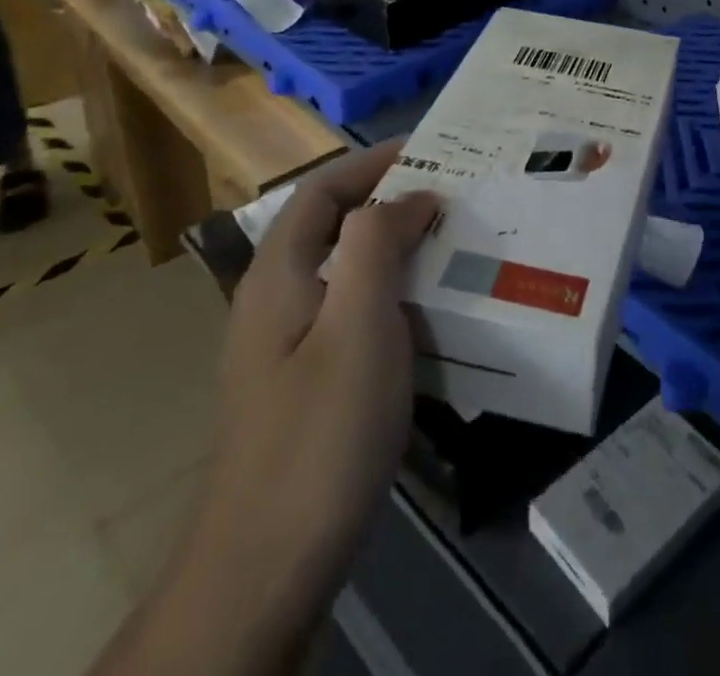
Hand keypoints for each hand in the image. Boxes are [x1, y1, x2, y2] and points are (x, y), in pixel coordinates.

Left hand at [209, 140, 437, 549]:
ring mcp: (288, 346)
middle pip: (334, 226)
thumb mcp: (359, 325)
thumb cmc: (319, 433)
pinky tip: (431, 314)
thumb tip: (410, 196)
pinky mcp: (305, 383)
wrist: (265, 568)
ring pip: (347, 271)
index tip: (431, 151)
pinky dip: (394, 293)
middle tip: (454, 194)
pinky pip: (353, 312)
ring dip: (397, 247)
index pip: (322, 190)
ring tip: (454, 243)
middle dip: (391, 201)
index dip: (373, 163)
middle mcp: (276, 300)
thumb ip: (378, 245)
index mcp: (280, 275)